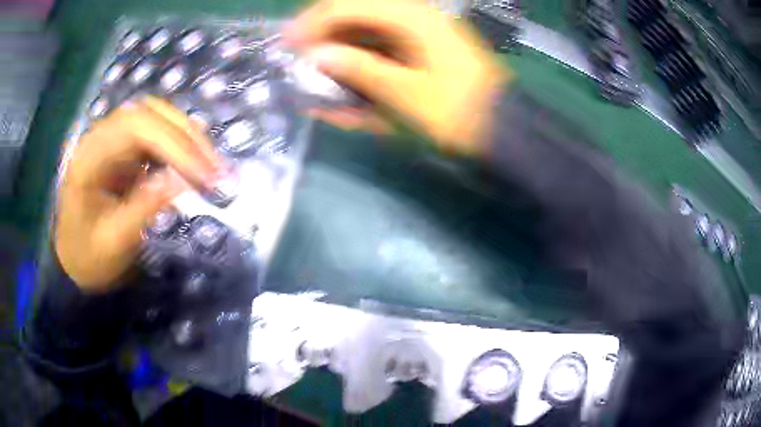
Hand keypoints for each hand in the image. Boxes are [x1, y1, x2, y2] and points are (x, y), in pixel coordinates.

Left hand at [55, 97, 225, 292]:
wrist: (72, 258)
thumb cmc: (87, 255)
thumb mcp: (112, 241)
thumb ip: (143, 209)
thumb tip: (182, 182)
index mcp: (89, 156)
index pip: (136, 128)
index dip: (173, 144)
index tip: (204, 175)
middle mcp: (101, 136)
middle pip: (150, 113)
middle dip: (186, 136)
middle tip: (216, 169)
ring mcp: (113, 139)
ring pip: (157, 117)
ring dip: (187, 137)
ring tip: (211, 165)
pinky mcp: (123, 149)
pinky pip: (156, 134)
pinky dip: (180, 145)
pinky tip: (194, 161)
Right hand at [284, 0, 510, 154]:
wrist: (503, 131)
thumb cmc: (459, 114)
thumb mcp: (407, 94)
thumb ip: (360, 70)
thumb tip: (317, 56)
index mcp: (412, 18)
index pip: (349, 5)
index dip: (314, 22)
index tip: (289, 44)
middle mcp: (414, 16)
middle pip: (356, 10)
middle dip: (324, 31)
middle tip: (302, 56)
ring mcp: (420, 32)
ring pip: (367, 27)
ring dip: (342, 47)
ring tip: (320, 75)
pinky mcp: (423, 49)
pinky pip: (383, 46)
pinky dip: (363, 63)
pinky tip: (348, 87)